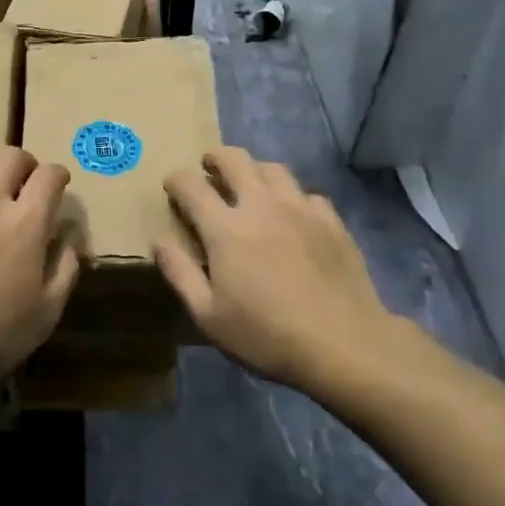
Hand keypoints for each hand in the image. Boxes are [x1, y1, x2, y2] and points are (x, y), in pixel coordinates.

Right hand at [154, 147, 399, 394]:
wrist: (346, 346)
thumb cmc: (267, 336)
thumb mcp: (209, 316)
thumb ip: (180, 273)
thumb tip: (159, 240)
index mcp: (226, 228)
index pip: (191, 184)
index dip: (176, 180)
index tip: (172, 187)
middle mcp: (261, 205)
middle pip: (234, 159)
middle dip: (215, 158)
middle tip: (209, 170)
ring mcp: (300, 209)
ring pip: (272, 168)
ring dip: (254, 171)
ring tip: (250, 187)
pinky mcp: (331, 221)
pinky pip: (305, 193)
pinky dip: (292, 197)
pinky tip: (292, 216)